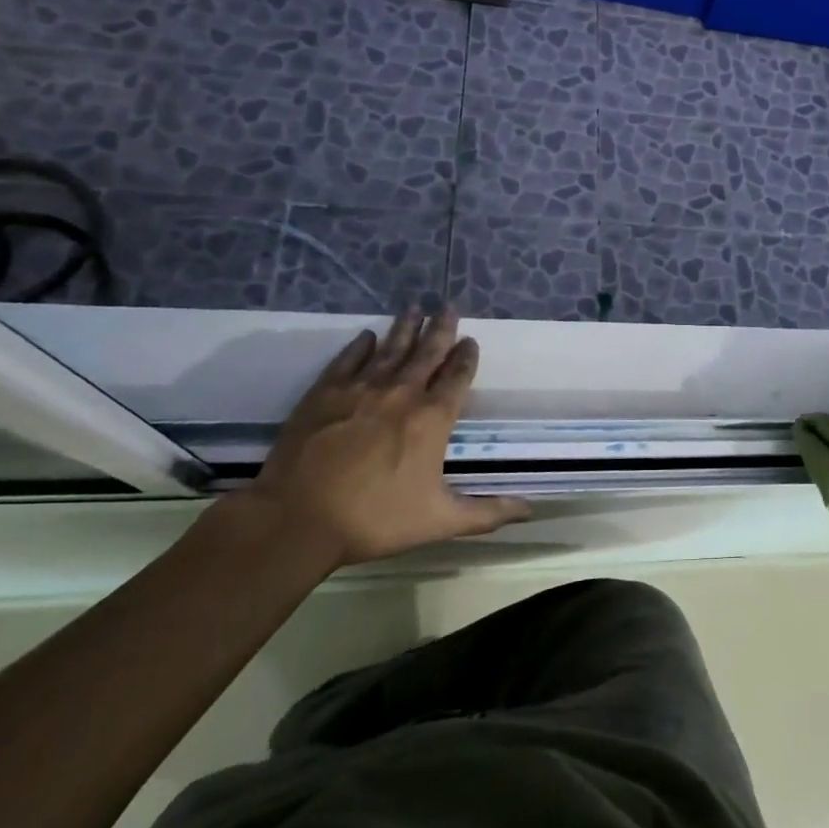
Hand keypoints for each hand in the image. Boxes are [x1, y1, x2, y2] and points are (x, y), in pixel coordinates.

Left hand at [238, 307, 530, 568]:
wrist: (297, 519)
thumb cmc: (375, 519)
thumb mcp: (440, 520)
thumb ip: (487, 512)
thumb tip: (531, 510)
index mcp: (432, 418)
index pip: (457, 376)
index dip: (466, 357)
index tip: (471, 340)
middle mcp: (402, 393)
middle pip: (427, 352)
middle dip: (441, 328)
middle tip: (448, 306)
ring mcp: (361, 389)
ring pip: (390, 349)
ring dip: (405, 328)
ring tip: (415, 307)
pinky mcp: (324, 394)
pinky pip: (348, 360)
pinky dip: (360, 347)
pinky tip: (367, 337)